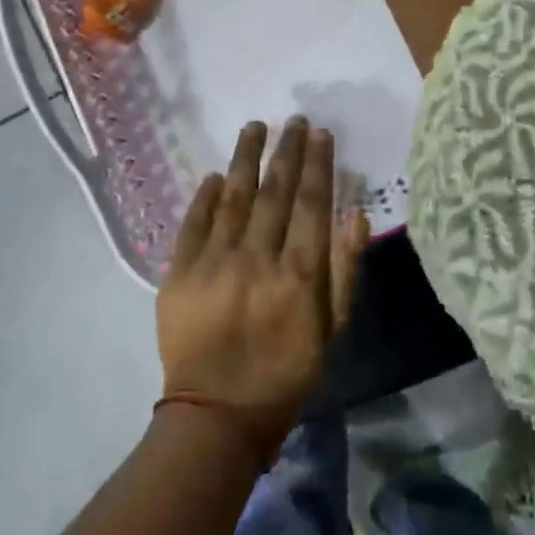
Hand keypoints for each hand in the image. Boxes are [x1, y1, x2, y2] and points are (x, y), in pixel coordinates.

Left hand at [158, 118, 367, 446]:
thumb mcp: (331, 330)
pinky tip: (213, 175)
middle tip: (293, 120)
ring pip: (233, 196)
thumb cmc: (285, 373)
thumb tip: (356, 215)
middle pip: (275, 191)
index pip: (312, 203)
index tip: (321, 133)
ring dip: (245, 158)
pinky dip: (204, 197)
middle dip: (287, 150)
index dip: (318, 164)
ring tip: (255, 127)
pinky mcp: (179, 273)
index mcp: (299, 273)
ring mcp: (214, 262)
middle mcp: (257, 257)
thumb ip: (344, 271)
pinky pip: (193, 223)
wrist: (216, 415)